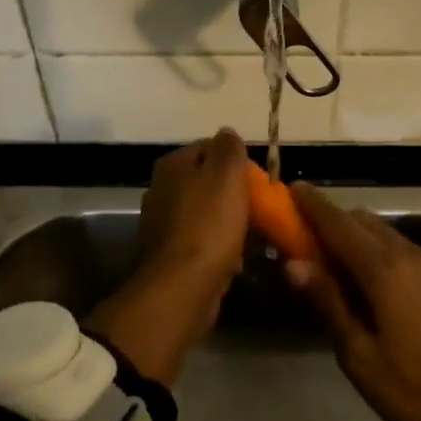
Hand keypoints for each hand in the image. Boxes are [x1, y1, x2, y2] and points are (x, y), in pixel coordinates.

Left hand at [86, 129, 249, 385]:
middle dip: (234, 194)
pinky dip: (219, 248)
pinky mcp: (169, 256)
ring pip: (206, 213)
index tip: (258, 180)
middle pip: (207, 182)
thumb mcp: (227, 174)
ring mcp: (163, 224)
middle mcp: (161, 189)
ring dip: (228, 222)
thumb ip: (229, 148)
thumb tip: (227, 133)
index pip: (209, 148)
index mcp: (172, 165)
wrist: (182, 287)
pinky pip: (202, 242)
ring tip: (253, 235)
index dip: (236, 161)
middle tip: (259, 207)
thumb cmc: (209, 224)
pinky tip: (235, 259)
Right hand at [283, 183, 420, 420]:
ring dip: (356, 235)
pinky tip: (373, 280)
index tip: (292, 187)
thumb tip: (294, 264)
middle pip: (362, 220)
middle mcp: (407, 253)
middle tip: (305, 236)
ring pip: (384, 231)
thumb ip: (328, 302)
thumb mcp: (358, 354)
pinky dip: (378, 248)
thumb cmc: (413, 385)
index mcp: (382, 270)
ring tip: (336, 261)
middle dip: (332, 219)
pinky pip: (402, 247)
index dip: (313, 204)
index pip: (338, 224)